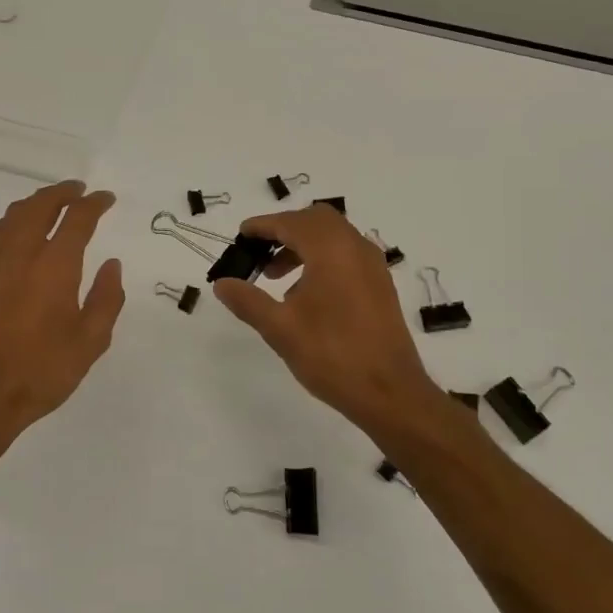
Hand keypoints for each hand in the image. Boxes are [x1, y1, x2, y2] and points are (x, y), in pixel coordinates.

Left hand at [0, 181, 124, 455]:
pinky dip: (9, 221)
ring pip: (13, 215)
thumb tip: (112, 266)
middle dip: (62, 193)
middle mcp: (20, 253)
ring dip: (35, 203)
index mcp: (54, 266)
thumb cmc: (41, 371)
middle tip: (78, 191)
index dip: (94, 204)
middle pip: (40, 206)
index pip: (78, 219)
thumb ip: (106, 299)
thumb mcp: (90, 342)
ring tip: (50, 205)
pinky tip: (13, 232)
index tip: (106, 199)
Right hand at [211, 205, 444, 432]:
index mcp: (331, 250)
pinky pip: (347, 255)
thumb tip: (222, 283)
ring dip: (303, 245)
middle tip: (259, 253)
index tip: (241, 235)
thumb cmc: (331, 356)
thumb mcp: (280, 329)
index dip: (262, 226)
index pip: (290, 222)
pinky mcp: (380, 285)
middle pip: (316, 220)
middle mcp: (356, 248)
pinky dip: (323, 258)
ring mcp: (373, 266)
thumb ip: (248, 301)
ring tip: (276, 278)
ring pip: (334, 236)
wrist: (390, 392)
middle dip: (285, 230)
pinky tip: (306, 294)